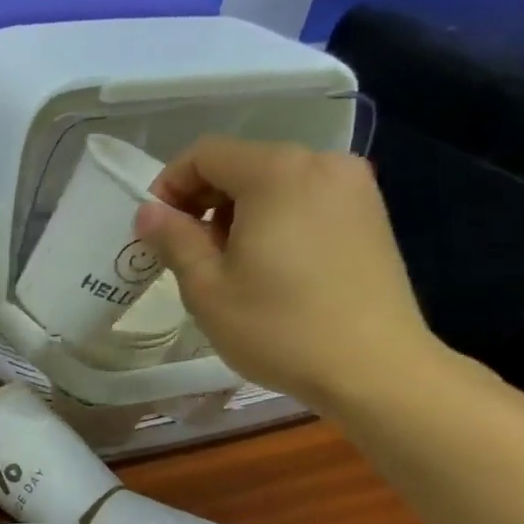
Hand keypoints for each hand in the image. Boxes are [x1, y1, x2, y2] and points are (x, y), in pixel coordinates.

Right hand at [133, 138, 440, 415]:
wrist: (376, 369)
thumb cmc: (280, 327)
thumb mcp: (207, 287)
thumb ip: (173, 239)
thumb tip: (148, 212)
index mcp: (276, 172)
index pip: (205, 153)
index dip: (169, 185)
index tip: (157, 230)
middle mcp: (320, 163)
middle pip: (242, 163)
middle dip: (205, 200)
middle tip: (189, 252)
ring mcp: (354, 187)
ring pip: (275, 182)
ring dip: (240, 212)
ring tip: (231, 265)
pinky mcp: (371, 214)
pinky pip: (307, 199)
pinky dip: (276, 219)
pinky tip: (273, 266)